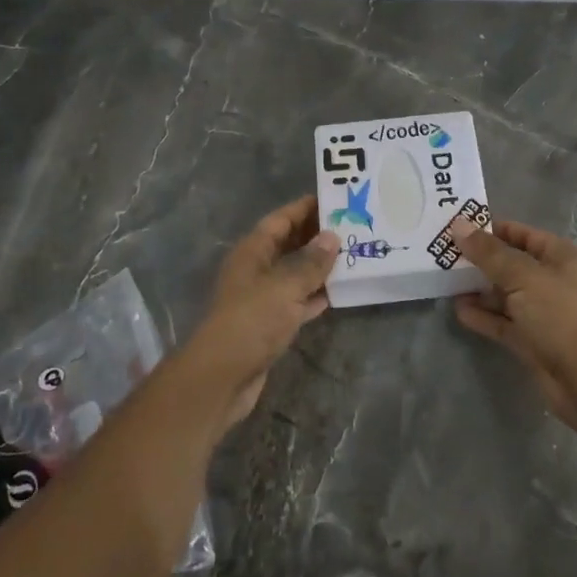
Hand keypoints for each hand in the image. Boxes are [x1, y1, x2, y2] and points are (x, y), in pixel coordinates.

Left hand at [178, 195, 338, 432]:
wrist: (223, 376)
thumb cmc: (252, 320)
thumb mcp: (285, 286)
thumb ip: (310, 262)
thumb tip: (332, 236)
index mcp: (252, 251)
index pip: (280, 220)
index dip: (304, 208)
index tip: (334, 199)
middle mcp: (256, 270)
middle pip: (288, 244)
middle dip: (317, 236)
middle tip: (353, 226)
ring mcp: (262, 298)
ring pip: (295, 274)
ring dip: (320, 266)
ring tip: (353, 255)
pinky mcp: (270, 325)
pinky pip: (297, 301)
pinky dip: (315, 295)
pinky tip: (340, 292)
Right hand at [450, 219, 576, 430]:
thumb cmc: (560, 314)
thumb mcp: (522, 276)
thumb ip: (489, 253)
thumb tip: (458, 225)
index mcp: (560, 257)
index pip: (522, 234)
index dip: (492, 230)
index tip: (459, 229)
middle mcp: (552, 281)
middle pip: (511, 264)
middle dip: (480, 260)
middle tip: (444, 255)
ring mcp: (542, 312)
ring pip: (505, 294)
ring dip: (478, 289)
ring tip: (446, 281)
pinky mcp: (532, 340)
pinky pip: (503, 322)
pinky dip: (483, 316)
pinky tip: (459, 310)